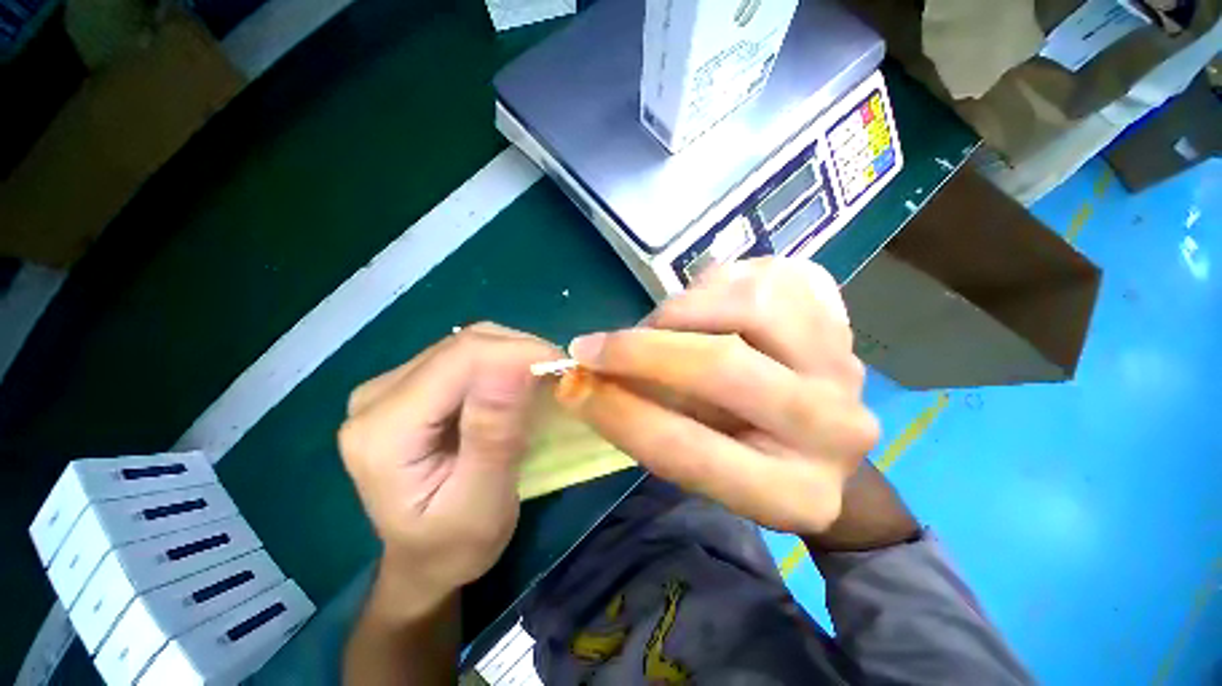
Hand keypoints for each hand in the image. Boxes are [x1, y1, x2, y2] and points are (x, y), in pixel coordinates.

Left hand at [339, 323, 561, 616]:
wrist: (424, 560)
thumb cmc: (455, 545)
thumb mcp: (483, 502)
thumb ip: (494, 434)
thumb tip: (518, 366)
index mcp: (383, 431)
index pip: (461, 359)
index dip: (519, 353)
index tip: (565, 369)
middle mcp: (376, 397)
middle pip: (464, 345)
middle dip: (521, 352)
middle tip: (560, 377)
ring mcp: (390, 386)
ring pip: (467, 344)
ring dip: (514, 355)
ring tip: (544, 379)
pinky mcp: (410, 386)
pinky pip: (465, 356)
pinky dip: (503, 361)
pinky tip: (520, 381)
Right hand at [556, 258, 878, 534]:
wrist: (815, 435)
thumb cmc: (742, 455)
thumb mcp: (692, 459)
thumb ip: (644, 420)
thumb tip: (585, 379)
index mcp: (793, 493)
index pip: (688, 450)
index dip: (619, 414)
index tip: (571, 384)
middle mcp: (832, 429)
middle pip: (722, 366)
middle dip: (642, 350)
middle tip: (593, 346)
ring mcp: (844, 363)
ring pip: (748, 306)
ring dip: (682, 312)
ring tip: (661, 327)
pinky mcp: (837, 316)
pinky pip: (764, 277)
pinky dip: (715, 285)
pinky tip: (706, 308)